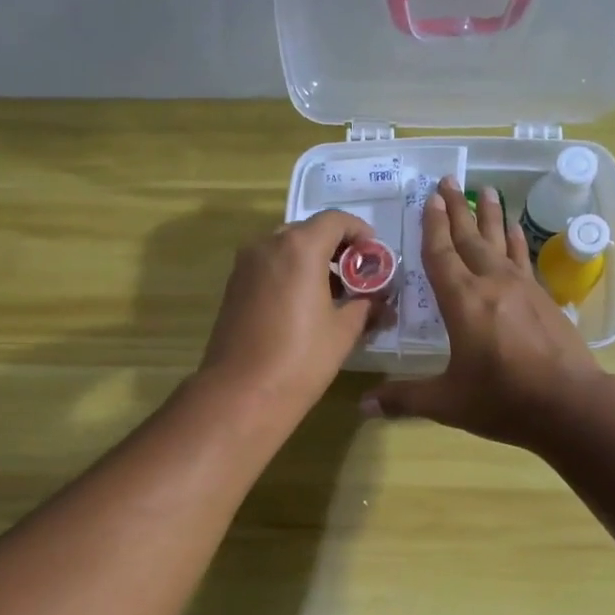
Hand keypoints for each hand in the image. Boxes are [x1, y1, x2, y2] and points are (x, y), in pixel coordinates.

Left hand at [198, 209, 387, 421]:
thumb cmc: (301, 359)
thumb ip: (365, 305)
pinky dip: (289, 274)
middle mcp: (268, 245)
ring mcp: (245, 266)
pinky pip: (268, 267)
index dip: (360, 232)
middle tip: (356, 275)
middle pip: (308, 231)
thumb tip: (380, 300)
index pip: (335, 220)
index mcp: (300, 247)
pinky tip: (304, 305)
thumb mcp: (344, 331)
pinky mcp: (233, 287)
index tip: (374, 254)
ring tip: (333, 293)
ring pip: (285, 249)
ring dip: (311, 261)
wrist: (242, 393)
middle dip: (335, 248)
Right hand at [362, 177, 600, 450]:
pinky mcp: (544, 298)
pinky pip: (524, 258)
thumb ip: (404, 399)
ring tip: (486, 189)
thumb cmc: (502, 400)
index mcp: (463, 302)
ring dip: (490, 215)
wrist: (570, 404)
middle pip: (470, 238)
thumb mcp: (447, 403)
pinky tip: (516, 229)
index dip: (433, 226)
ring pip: (501, 241)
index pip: (441, 255)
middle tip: (450, 180)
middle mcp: (492, 284)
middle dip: (458, 209)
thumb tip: (363, 406)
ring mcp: (523, 288)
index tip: (430, 198)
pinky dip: (516, 240)